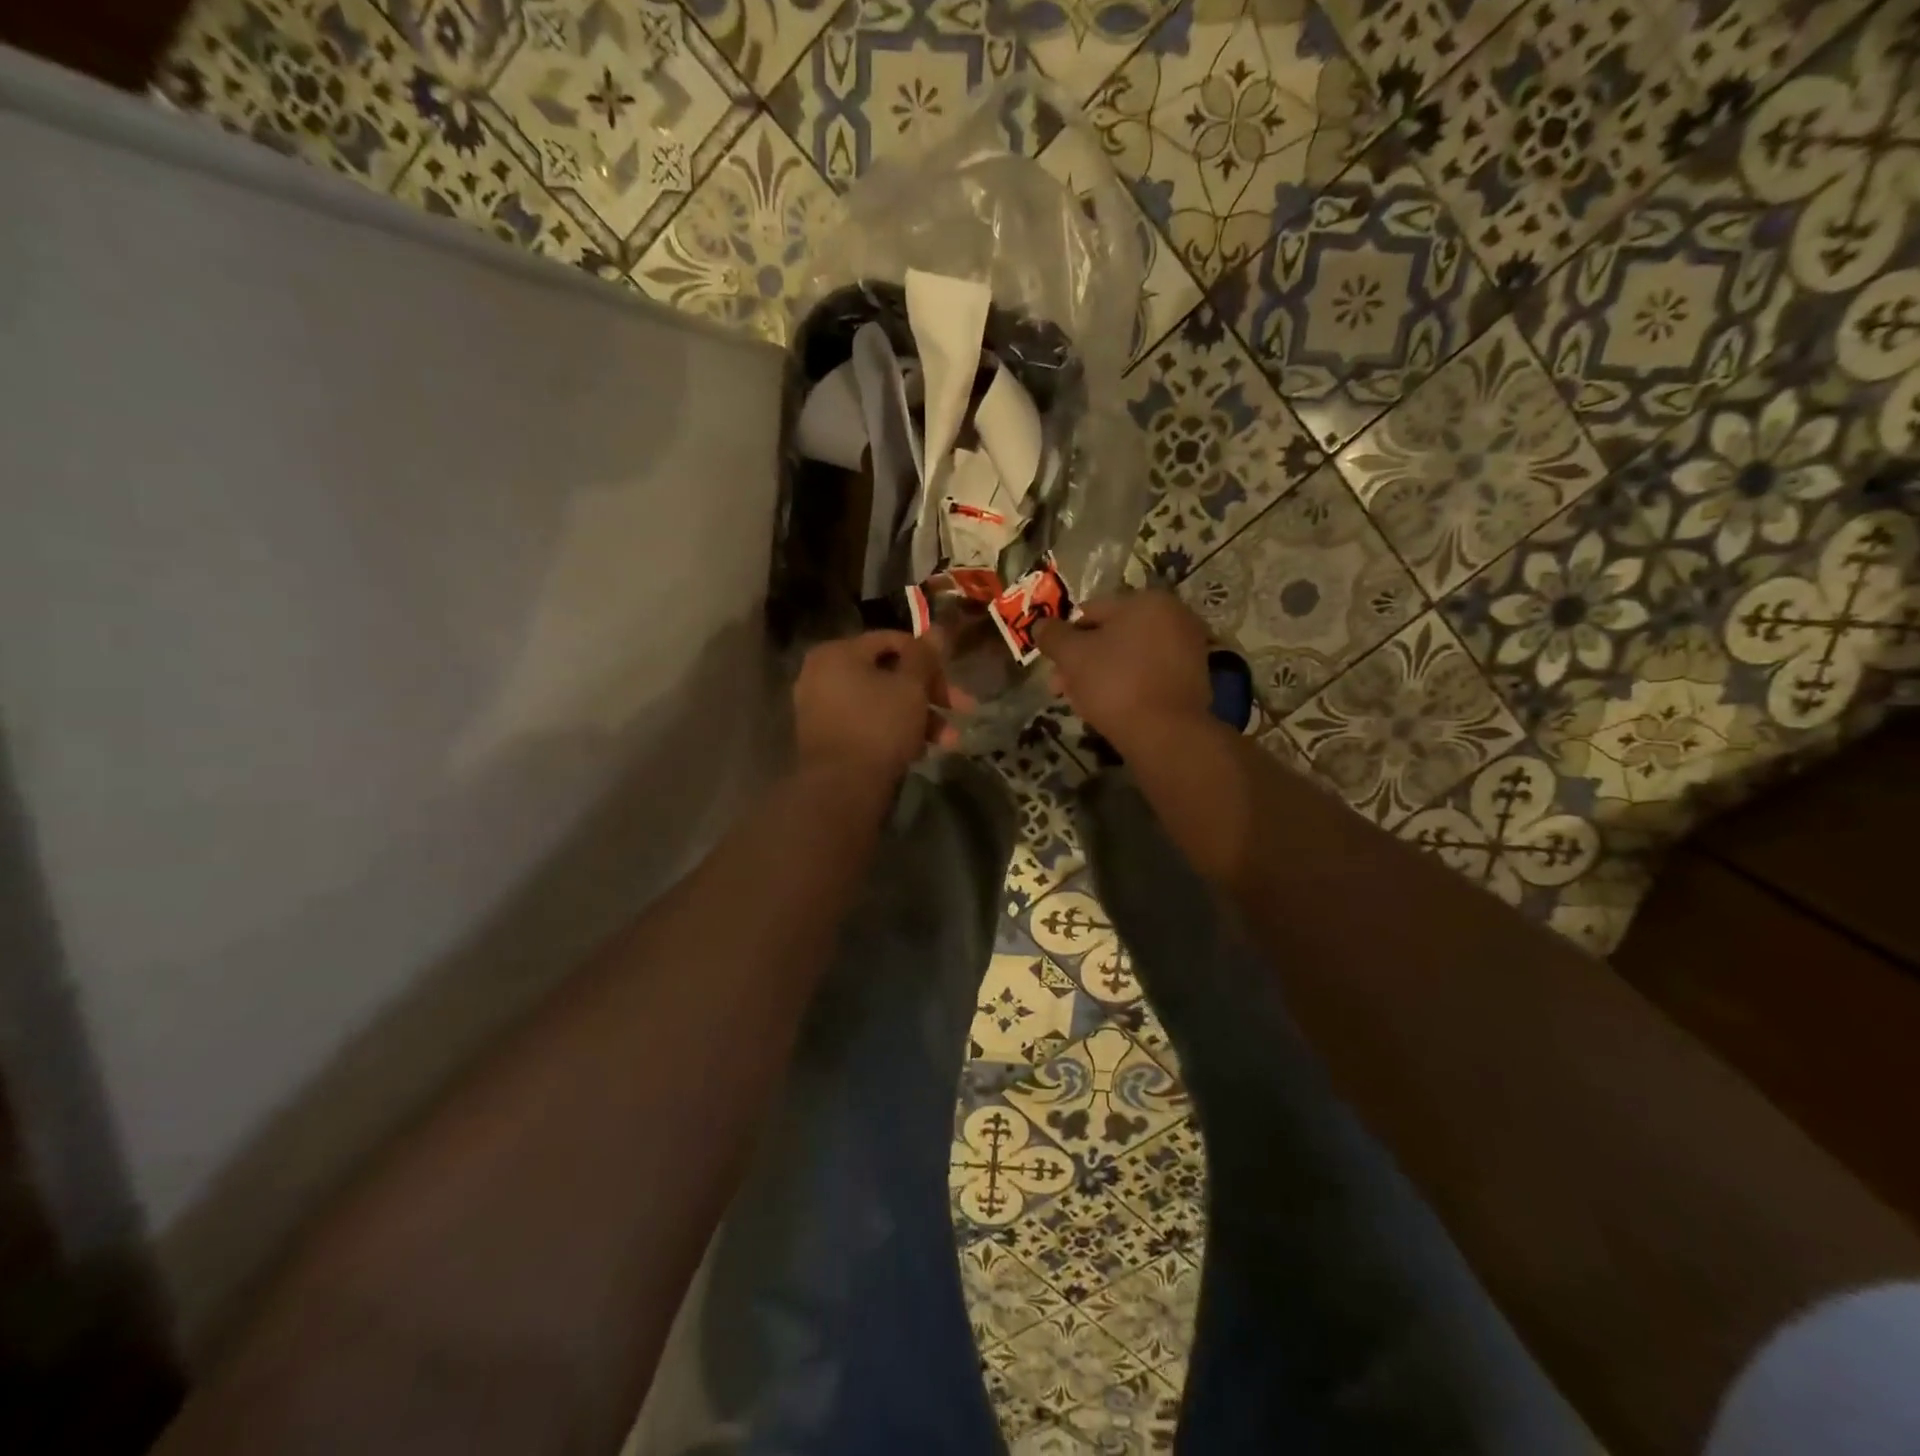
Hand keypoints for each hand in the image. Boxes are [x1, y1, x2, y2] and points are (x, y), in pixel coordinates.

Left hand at [793, 631, 947, 781]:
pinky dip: (894, 731)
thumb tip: (937, 629)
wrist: (842, 789)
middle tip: (963, 710)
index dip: (928, 656)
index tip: (954, 676)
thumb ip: (924, 656)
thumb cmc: (879, 727)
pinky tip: (920, 751)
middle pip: (888, 674)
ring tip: (950, 741)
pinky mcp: (827, 739)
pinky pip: (867, 724)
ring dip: (919, 717)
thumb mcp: (911, 687)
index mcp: (837, 653)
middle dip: (929, 693)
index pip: (891, 640)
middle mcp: (821, 675)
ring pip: (881, 702)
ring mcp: (820, 709)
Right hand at [1034, 591, 1210, 748]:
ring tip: (1084, 703)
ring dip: (1102, 674)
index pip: (1091, 611)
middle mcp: (1174, 617)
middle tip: (1062, 688)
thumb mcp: (1072, 656)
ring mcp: (1188, 649)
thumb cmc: (1115, 684)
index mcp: (1147, 601)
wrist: (1165, 734)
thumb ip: (1052, 635)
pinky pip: (1149, 674)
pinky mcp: (1193, 679)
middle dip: (1082, 660)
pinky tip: (1113, 708)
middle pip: (1112, 635)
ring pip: (1129, 657)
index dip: (1065, 638)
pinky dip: (1129, 685)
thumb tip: (1040, 624)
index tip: (1053, 666)